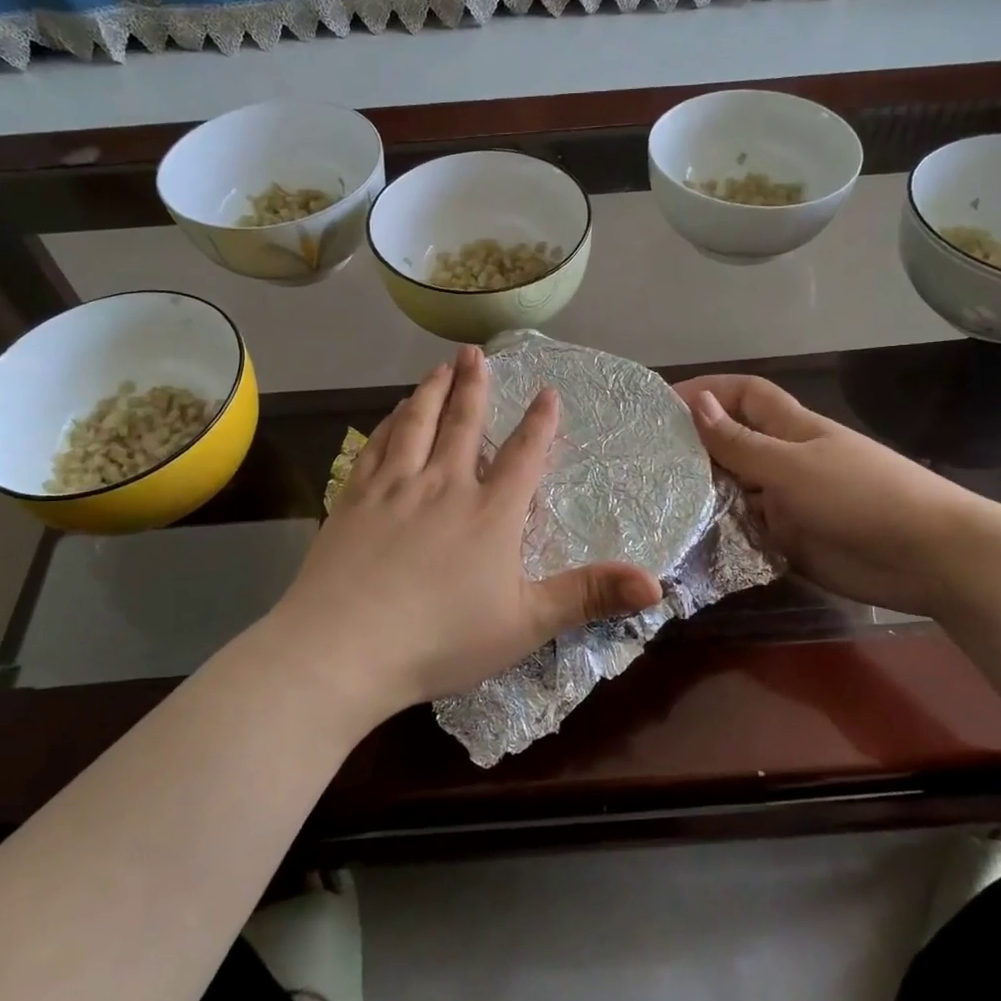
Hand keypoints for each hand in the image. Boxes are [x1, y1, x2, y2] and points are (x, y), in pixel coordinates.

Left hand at [276, 346, 662, 717]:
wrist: (344, 648)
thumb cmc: (441, 640)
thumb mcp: (526, 624)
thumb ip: (589, 597)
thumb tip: (657, 585)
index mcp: (490, 513)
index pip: (523, 455)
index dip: (540, 422)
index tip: (547, 391)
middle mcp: (443, 485)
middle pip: (463, 423)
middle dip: (474, 385)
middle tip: (476, 352)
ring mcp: (394, 487)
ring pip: (416, 423)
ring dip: (431, 391)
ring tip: (440, 366)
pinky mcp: (353, 498)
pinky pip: (374, 446)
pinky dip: (387, 423)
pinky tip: (391, 413)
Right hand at [675, 374, 987, 615]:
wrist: (929, 558)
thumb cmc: (862, 496)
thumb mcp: (793, 466)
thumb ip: (741, 443)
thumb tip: (696, 403)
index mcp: (791, 429)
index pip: (744, 395)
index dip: (707, 390)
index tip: (660, 403)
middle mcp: (785, 460)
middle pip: (732, 444)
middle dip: (693, 446)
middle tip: (641, 460)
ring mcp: (788, 502)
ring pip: (735, 489)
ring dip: (703, 493)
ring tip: (650, 502)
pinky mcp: (791, 540)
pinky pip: (746, 530)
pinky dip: (720, 533)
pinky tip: (685, 541)